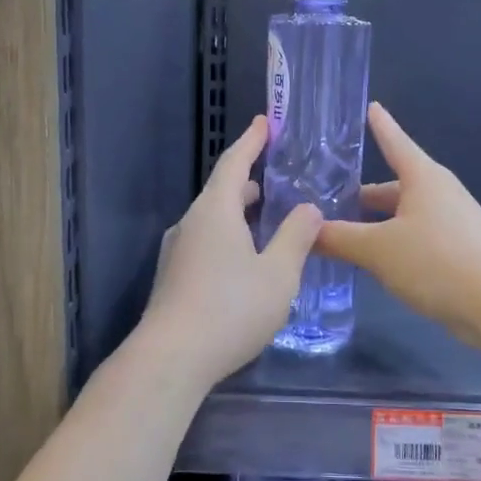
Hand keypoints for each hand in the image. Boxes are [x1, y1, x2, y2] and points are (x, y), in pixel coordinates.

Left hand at [137, 115, 322, 389]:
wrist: (172, 358)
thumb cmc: (231, 309)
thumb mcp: (278, 273)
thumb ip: (296, 237)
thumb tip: (308, 208)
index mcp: (215, 211)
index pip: (234, 163)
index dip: (251, 141)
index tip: (265, 123)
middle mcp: (191, 223)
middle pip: (221, 192)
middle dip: (249, 184)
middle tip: (276, 183)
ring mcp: (176, 251)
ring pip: (212, 220)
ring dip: (239, 215)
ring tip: (266, 223)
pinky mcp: (173, 277)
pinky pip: (205, 243)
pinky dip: (228, 238)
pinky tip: (245, 263)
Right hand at [317, 103, 480, 350]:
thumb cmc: (436, 262)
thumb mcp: (378, 250)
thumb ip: (338, 238)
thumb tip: (305, 231)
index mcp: (423, 178)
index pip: (395, 142)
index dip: (380, 126)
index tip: (371, 106)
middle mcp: (440, 193)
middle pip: (394, 186)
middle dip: (362, 195)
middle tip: (327, 202)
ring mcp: (453, 222)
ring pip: (404, 214)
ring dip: (375, 223)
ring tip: (342, 235)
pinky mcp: (459, 250)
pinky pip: (416, 236)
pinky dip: (392, 242)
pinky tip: (374, 262)